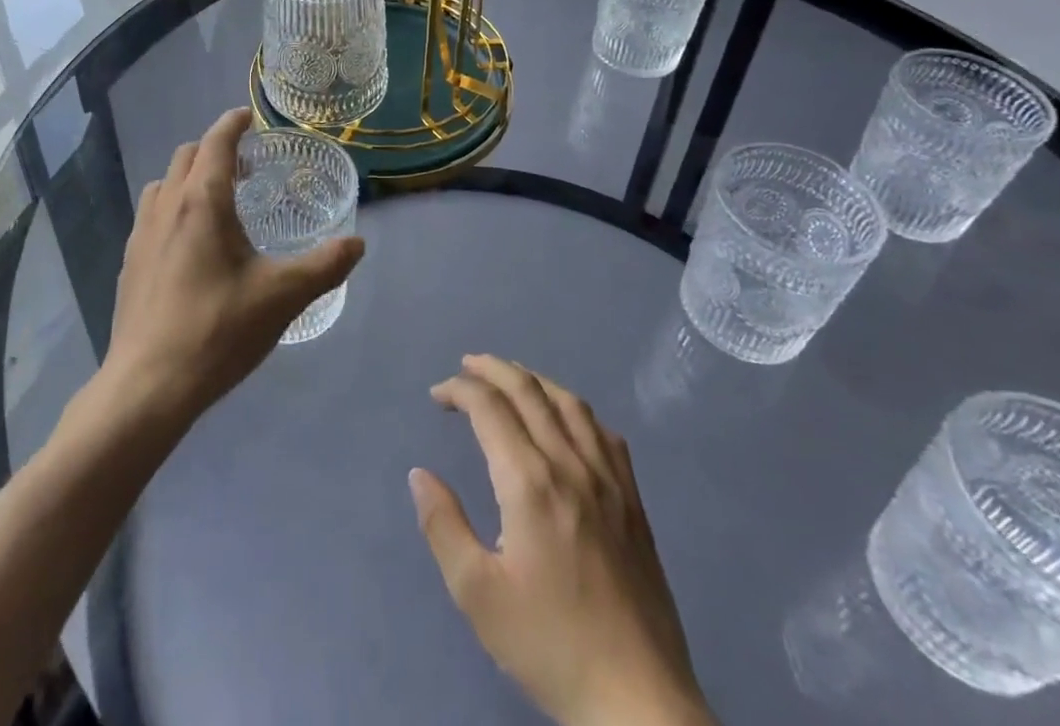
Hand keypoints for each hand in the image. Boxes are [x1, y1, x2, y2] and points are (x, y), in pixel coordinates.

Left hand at [100, 108, 363, 428]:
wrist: (148, 386)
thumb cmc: (218, 330)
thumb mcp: (283, 296)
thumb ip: (325, 265)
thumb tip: (357, 243)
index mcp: (202, 201)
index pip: (216, 141)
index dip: (233, 123)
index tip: (249, 117)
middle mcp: (167, 206)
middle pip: (187, 155)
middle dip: (214, 148)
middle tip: (245, 166)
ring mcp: (141, 234)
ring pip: (165, 183)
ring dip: (190, 177)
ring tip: (218, 201)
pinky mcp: (129, 262)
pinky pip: (152, 214)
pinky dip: (174, 206)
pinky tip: (192, 244)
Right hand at [409, 356, 713, 725]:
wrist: (638, 700)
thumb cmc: (551, 646)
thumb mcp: (478, 596)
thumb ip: (444, 527)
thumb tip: (420, 475)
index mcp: (529, 483)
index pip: (489, 408)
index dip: (459, 390)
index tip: (438, 396)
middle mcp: (569, 465)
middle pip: (528, 390)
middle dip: (492, 369)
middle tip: (466, 367)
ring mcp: (608, 479)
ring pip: (568, 402)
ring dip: (533, 379)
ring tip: (509, 377)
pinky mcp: (633, 500)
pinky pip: (603, 432)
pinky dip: (575, 409)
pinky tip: (566, 418)